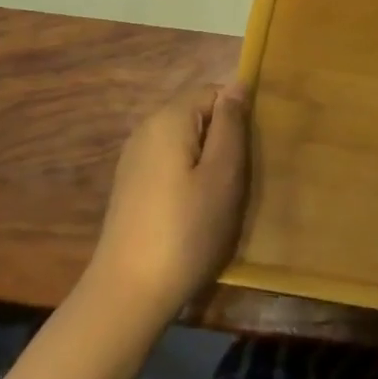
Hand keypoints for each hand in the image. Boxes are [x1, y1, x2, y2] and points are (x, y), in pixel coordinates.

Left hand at [89, 83, 249, 323]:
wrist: (127, 294)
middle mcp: (146, 129)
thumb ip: (231, 124)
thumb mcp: (223, 174)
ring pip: (184, 142)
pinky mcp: (130, 186)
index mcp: (169, 119)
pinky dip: (187, 178)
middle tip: (239, 179)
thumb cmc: (186, 230)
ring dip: (206, 161)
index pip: (213, 92)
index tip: (249, 153)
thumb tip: (236, 85)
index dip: (237, 116)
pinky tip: (194, 212)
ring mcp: (133, 159)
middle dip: (222, 139)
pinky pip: (169, 164)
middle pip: (196, 115)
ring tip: (220, 198)